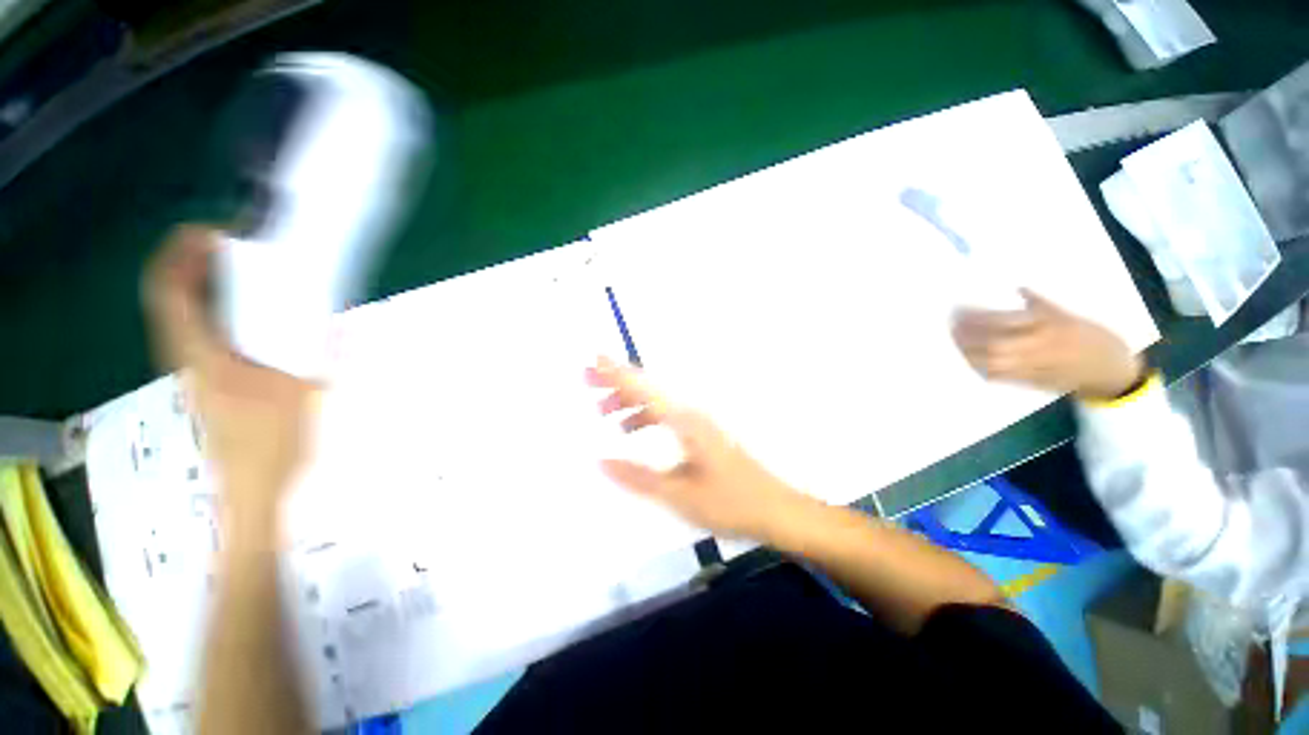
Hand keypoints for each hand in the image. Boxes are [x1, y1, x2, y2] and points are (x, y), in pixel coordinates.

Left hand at [143, 225, 317, 518]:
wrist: (254, 492)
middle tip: (234, 243)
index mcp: (202, 357)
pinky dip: (218, 309)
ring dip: (206, 283)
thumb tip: (346, 321)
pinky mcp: (211, 380)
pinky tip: (251, 311)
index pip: (170, 292)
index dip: (181, 253)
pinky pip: (203, 331)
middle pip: (173, 295)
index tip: (214, 231)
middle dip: (196, 261)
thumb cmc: (272, 447)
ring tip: (242, 268)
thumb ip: (327, 356)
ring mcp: (197, 370)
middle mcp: (189, 357)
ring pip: (185, 313)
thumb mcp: (306, 397)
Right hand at [587, 357, 808, 540]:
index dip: (618, 373)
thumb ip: (638, 477)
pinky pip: (665, 415)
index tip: (595, 358)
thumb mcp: (679, 494)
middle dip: (617, 382)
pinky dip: (643, 417)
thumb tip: (601, 460)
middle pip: (648, 389)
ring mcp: (697, 422)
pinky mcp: (700, 433)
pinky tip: (630, 432)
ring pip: (656, 402)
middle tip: (587, 380)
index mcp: (685, 422)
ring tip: (601, 410)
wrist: (775, 509)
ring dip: (628, 401)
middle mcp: (690, 414)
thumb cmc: (729, 502)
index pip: (645, 390)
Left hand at [952, 289, 1145, 399]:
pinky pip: (1000, 377)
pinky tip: (968, 360)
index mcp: (1050, 326)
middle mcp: (1040, 347)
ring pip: (993, 362)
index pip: (1005, 321)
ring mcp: (1034, 366)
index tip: (959, 310)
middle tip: (951, 326)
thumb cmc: (1091, 337)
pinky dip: (981, 368)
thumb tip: (1018, 287)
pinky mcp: (1030, 382)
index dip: (978, 316)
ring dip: (969, 353)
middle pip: (994, 343)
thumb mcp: (1069, 314)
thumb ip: (1041, 303)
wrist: (1111, 371)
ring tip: (955, 342)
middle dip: (968, 336)